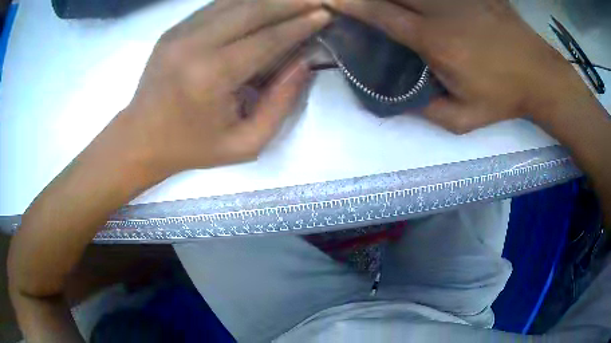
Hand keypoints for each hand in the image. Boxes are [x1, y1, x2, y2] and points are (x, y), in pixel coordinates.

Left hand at [124, 0, 329, 175]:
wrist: (140, 138)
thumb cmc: (192, 147)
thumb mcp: (245, 143)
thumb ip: (280, 104)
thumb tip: (304, 62)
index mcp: (211, 76)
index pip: (267, 38)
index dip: (300, 24)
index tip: (325, 13)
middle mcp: (194, 45)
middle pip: (252, 9)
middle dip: (290, 1)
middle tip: (318, 0)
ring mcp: (179, 32)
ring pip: (233, 1)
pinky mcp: (173, 29)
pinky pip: (216, 5)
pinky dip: (245, 0)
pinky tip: (263, 3)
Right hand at [329, 0, 583, 132]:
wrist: (540, 76)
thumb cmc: (504, 98)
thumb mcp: (464, 119)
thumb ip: (428, 110)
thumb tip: (400, 100)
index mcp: (436, 42)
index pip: (383, 15)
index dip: (354, 5)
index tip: (333, 0)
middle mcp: (442, 11)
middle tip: (360, 2)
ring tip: (392, 6)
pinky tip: (429, 6)